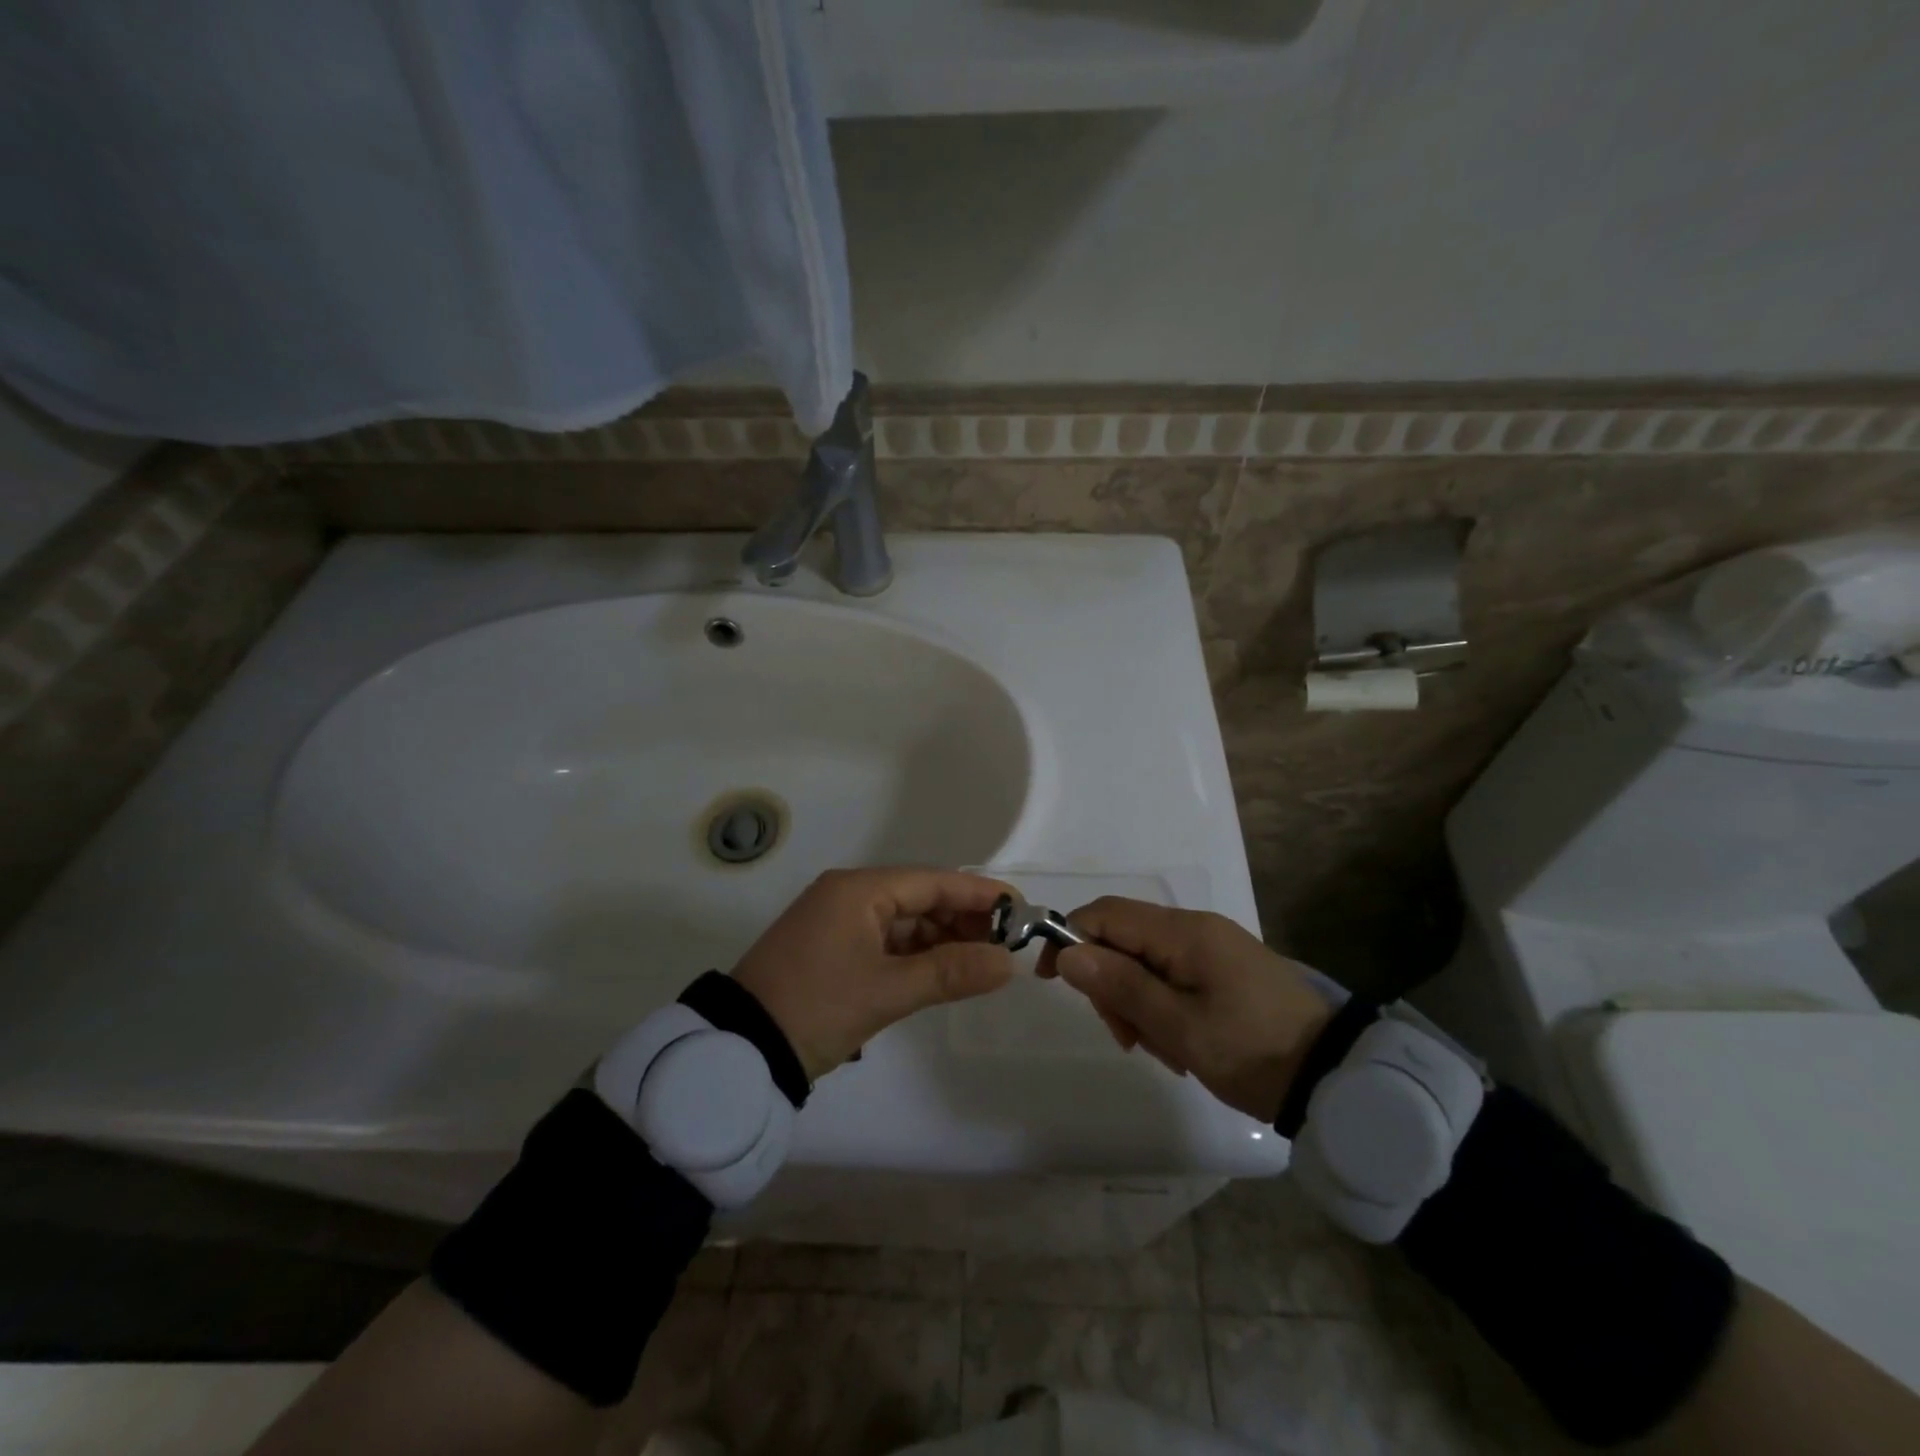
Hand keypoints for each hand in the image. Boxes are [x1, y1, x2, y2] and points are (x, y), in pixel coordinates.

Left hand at [732, 867, 1016, 1080]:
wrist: (741, 1049)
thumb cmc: (816, 1007)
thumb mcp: (887, 991)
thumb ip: (950, 972)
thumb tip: (1008, 963)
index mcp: (859, 890)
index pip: (933, 881)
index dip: (979, 894)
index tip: (1020, 909)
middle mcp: (849, 895)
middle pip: (921, 897)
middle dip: (964, 919)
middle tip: (1007, 944)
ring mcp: (839, 921)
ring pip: (905, 920)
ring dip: (942, 938)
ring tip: (983, 961)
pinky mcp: (833, 948)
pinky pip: (887, 940)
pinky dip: (916, 953)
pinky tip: (944, 969)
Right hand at [1038, 898, 1333, 1120]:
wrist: (1336, 1077)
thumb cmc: (1252, 1050)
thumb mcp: (1179, 1027)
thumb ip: (1121, 986)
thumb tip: (1066, 952)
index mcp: (1183, 932)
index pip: (1105, 914)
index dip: (1070, 938)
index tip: (1053, 982)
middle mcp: (1195, 928)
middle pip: (1123, 939)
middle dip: (1110, 984)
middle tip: (1127, 1038)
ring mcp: (1212, 949)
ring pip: (1145, 962)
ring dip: (1137, 1003)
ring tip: (1163, 1050)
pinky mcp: (1224, 971)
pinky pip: (1172, 976)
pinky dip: (1162, 1007)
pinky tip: (1180, 1045)